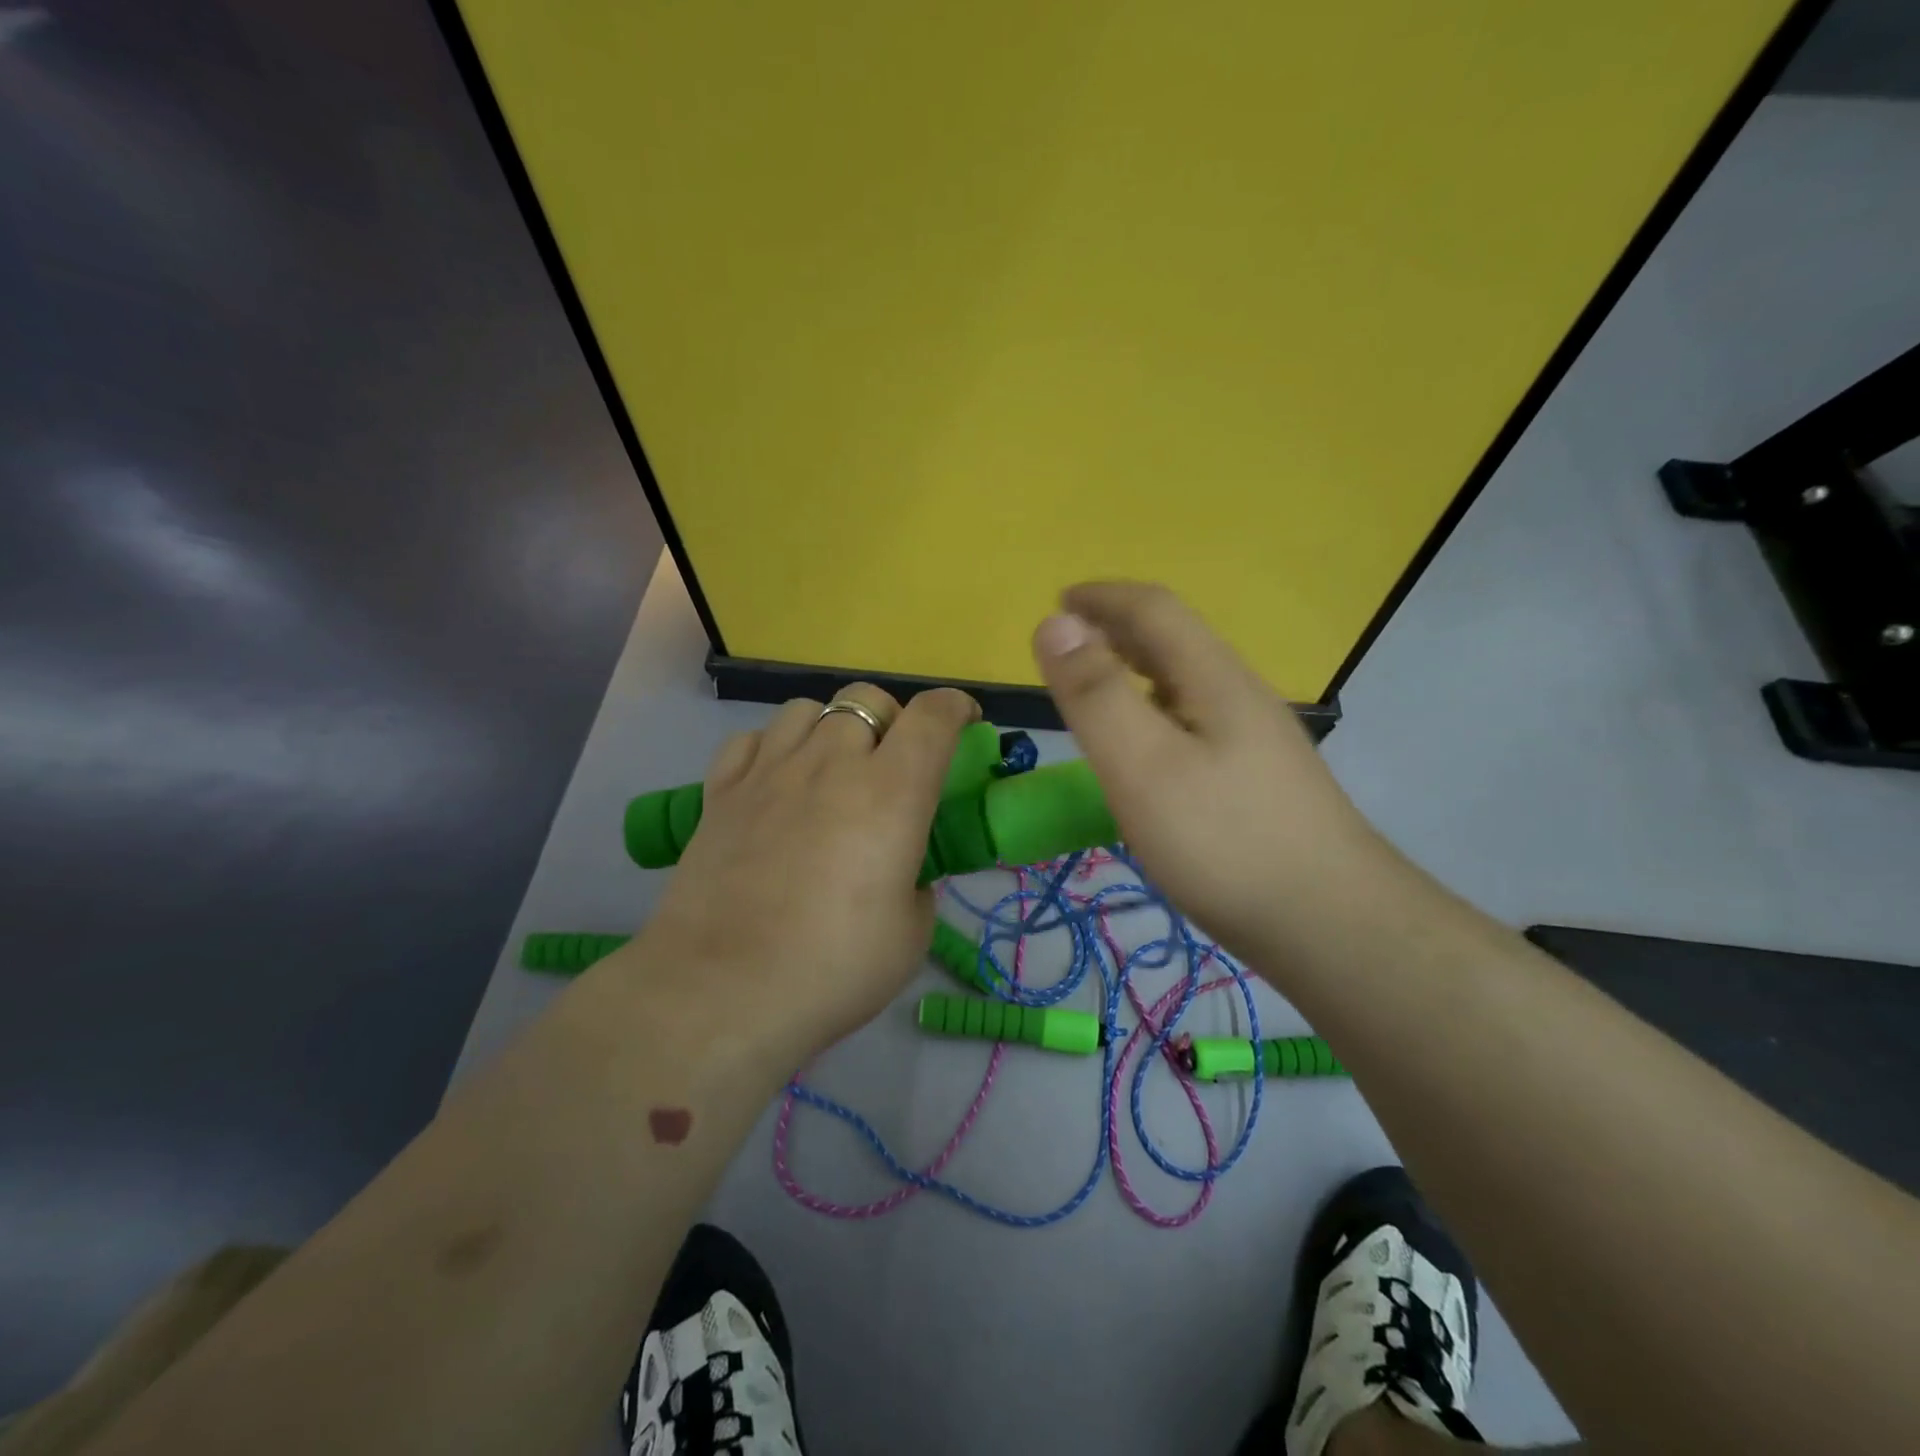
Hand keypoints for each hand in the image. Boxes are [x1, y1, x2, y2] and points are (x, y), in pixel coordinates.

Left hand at [638, 684, 980, 1059]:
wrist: (722, 991)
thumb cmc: (833, 967)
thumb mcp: (910, 934)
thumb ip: (917, 885)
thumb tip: (902, 872)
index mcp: (891, 792)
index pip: (932, 716)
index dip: (955, 706)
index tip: (964, 719)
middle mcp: (831, 763)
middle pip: (867, 698)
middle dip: (892, 718)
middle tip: (894, 761)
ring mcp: (769, 771)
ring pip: (806, 708)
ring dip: (831, 726)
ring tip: (832, 767)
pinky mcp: (720, 792)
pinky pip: (752, 739)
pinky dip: (773, 747)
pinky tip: (776, 781)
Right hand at [1031, 582, 1407, 966]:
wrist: (1332, 925)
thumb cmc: (1224, 841)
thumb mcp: (1144, 764)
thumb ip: (1096, 694)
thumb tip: (1055, 621)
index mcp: (1213, 678)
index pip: (1154, 609)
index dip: (1103, 597)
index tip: (1058, 600)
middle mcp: (1240, 696)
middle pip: (1176, 641)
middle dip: (1117, 628)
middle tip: (1068, 645)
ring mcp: (1256, 740)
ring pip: (1187, 683)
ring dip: (1137, 669)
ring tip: (1097, 688)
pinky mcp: (1258, 780)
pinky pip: (1194, 721)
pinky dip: (1154, 711)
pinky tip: (1146, 749)